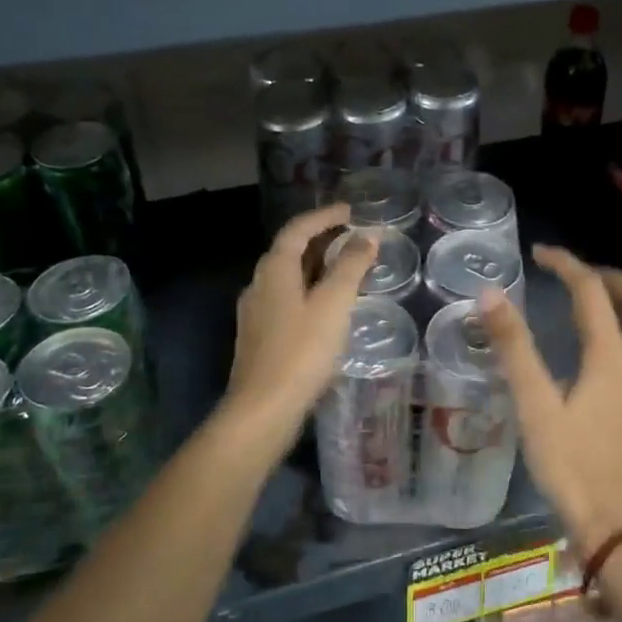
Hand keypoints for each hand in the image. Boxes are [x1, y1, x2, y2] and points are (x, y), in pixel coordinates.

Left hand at [225, 204, 374, 446]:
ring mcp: (256, 313)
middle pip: (289, 251)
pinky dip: (309, 291)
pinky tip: (326, 309)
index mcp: (274, 270)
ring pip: (287, 278)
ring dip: (315, 266)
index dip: (323, 217)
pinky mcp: (260, 337)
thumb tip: (366, 238)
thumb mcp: (333, 304)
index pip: (297, 230)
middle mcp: (259, 285)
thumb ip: (351, 267)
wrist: (262, 409)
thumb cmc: (301, 351)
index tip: (349, 212)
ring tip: (344, 269)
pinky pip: (287, 300)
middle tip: (351, 237)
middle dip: (320, 240)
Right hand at [479, 245, 621, 553]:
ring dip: (618, 297)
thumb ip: (512, 346)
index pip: (592, 291)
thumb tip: (489, 293)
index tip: (537, 253)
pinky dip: (620, 321)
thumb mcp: (534, 402)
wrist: (608, 517)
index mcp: (610, 354)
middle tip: (571, 272)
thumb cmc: (568, 460)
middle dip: (608, 275)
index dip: (566, 264)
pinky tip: (590, 338)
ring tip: (581, 295)